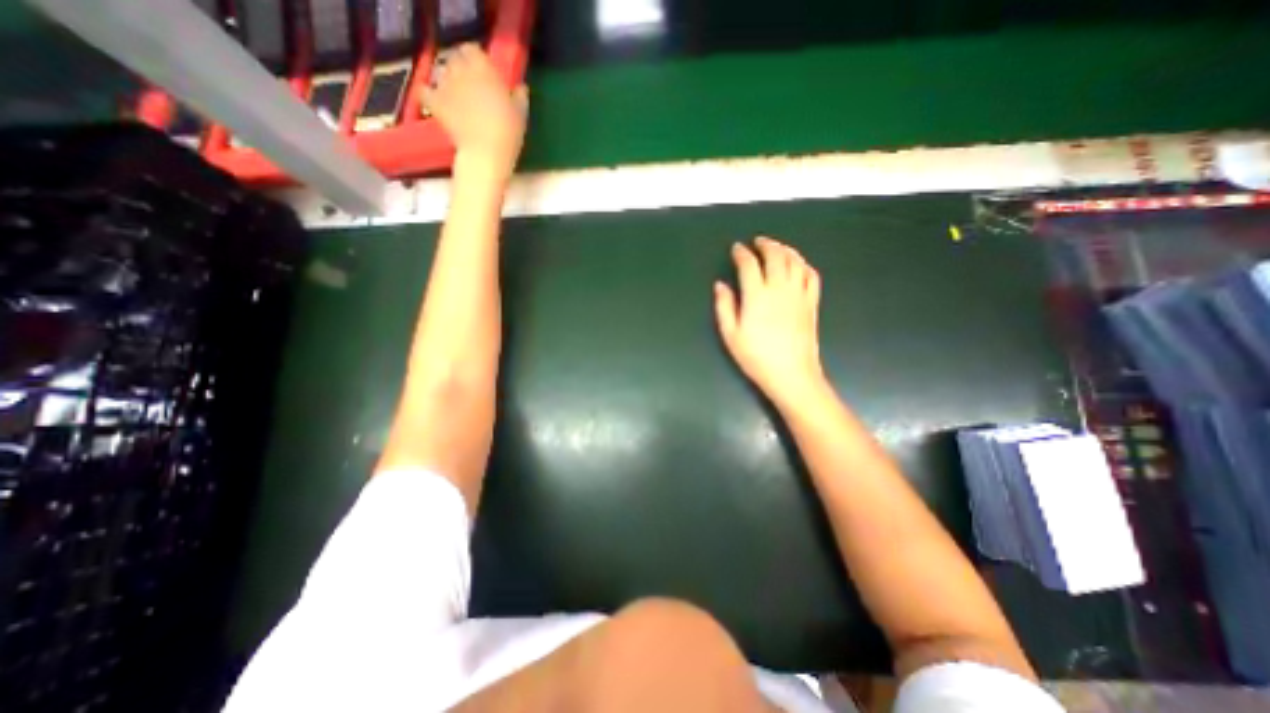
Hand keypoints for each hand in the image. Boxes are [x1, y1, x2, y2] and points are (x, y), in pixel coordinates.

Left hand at [425, 41, 530, 182]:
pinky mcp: (435, 103)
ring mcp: (445, 86)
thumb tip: (521, 88)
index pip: (473, 50)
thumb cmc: (508, 133)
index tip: (483, 69)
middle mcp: (461, 71)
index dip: (476, 58)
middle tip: (471, 83)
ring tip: (456, 94)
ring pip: (441, 73)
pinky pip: (425, 91)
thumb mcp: (521, 115)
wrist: (485, 153)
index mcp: (483, 69)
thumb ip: (519, 97)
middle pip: (455, 59)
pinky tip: (435, 99)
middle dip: (461, 68)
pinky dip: (428, 93)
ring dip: (448, 80)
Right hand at [710, 235, 829, 405]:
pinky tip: (798, 265)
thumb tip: (720, 285)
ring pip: (795, 261)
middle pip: (776, 255)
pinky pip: (812, 275)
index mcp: (757, 295)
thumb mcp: (731, 335)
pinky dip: (804, 265)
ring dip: (785, 249)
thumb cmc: (756, 357)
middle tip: (757, 242)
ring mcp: (799, 294)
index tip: (737, 249)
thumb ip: (724, 307)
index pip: (749, 264)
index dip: (741, 253)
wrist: (791, 374)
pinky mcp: (812, 303)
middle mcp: (780, 288)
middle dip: (766, 244)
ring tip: (777, 248)